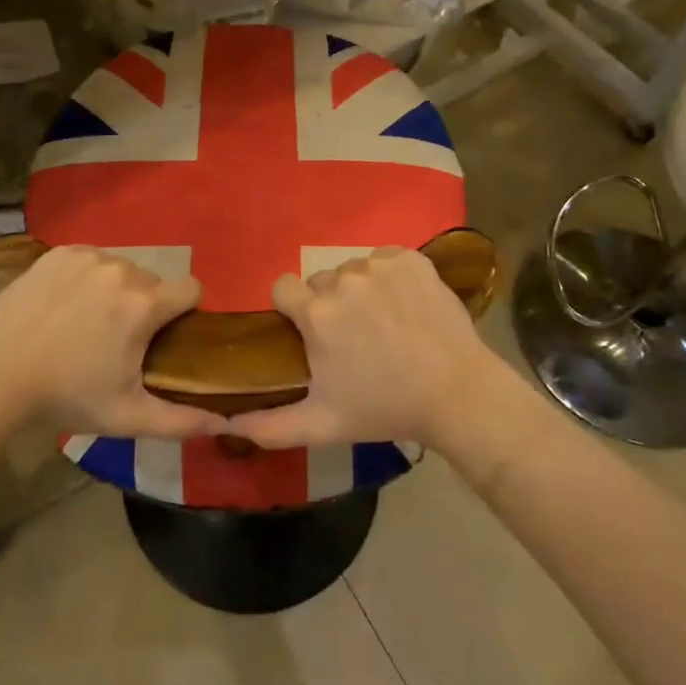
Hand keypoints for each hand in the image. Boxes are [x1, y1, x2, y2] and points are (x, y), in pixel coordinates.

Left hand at [0, 245, 223, 439]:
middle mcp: (122, 269)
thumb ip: (181, 420)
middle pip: (153, 282)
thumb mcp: (127, 416)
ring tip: (86, 324)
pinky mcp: (60, 252)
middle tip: (117, 340)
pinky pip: (90, 259)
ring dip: (115, 291)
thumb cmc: (66, 397)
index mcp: (144, 304)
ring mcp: (88, 256)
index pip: (191, 289)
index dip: (185, 312)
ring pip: (121, 269)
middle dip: (145, 306)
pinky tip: (64, 306)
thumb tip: (225, 423)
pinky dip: (86, 278)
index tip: (164, 336)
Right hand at [226, 247, 502, 450]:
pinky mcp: (411, 259)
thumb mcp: (322, 425)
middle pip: (320, 282)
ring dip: (360, 291)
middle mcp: (343, 279)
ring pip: (353, 270)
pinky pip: (385, 259)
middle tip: (353, 339)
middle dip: (329, 305)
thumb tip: (228, 422)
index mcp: (316, 313)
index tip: (309, 333)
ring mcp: (380, 265)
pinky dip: (390, 277)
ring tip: (384, 324)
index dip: (292, 309)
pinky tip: (405, 306)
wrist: (457, 394)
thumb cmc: (384, 408)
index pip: (282, 287)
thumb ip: (269, 425)